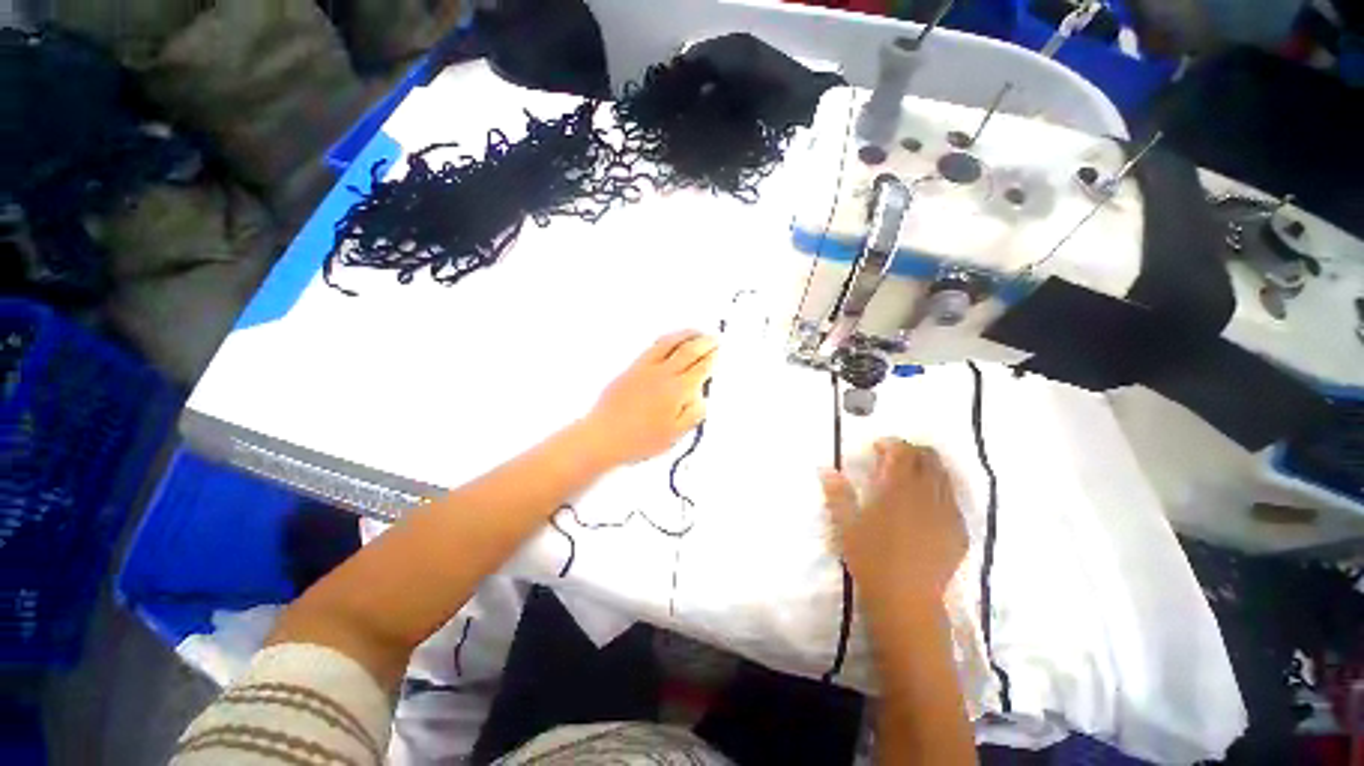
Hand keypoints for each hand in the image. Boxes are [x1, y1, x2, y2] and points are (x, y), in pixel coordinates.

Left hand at [583, 331, 716, 465]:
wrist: (603, 436)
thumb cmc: (639, 441)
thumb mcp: (675, 435)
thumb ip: (693, 414)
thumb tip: (703, 396)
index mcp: (677, 391)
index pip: (700, 368)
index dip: (712, 358)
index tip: (719, 352)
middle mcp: (663, 374)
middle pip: (688, 351)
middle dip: (704, 342)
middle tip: (715, 337)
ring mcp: (645, 368)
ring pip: (669, 343)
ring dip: (686, 334)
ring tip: (696, 332)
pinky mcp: (631, 368)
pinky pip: (652, 347)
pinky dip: (666, 339)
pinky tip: (670, 340)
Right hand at [820, 439, 966, 614]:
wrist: (907, 601)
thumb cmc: (871, 560)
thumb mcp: (846, 525)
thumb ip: (838, 494)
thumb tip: (826, 469)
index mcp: (898, 490)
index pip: (903, 452)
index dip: (892, 444)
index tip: (877, 448)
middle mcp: (927, 496)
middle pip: (929, 458)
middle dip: (913, 451)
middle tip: (894, 459)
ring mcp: (947, 514)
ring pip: (945, 476)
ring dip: (929, 467)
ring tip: (911, 477)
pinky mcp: (959, 532)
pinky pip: (954, 499)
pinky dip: (941, 490)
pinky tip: (927, 504)